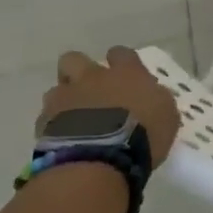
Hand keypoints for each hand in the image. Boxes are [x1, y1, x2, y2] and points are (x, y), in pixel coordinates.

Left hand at [40, 47, 181, 168]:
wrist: (100, 158)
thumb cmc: (143, 134)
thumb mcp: (167, 115)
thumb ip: (155, 99)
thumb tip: (149, 95)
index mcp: (126, 73)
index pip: (121, 53)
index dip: (120, 61)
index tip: (123, 74)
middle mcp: (93, 78)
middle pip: (75, 59)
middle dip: (78, 71)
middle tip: (88, 91)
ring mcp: (66, 99)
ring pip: (56, 89)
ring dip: (64, 101)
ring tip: (72, 121)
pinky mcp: (45, 123)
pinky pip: (46, 119)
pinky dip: (53, 127)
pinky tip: (62, 141)